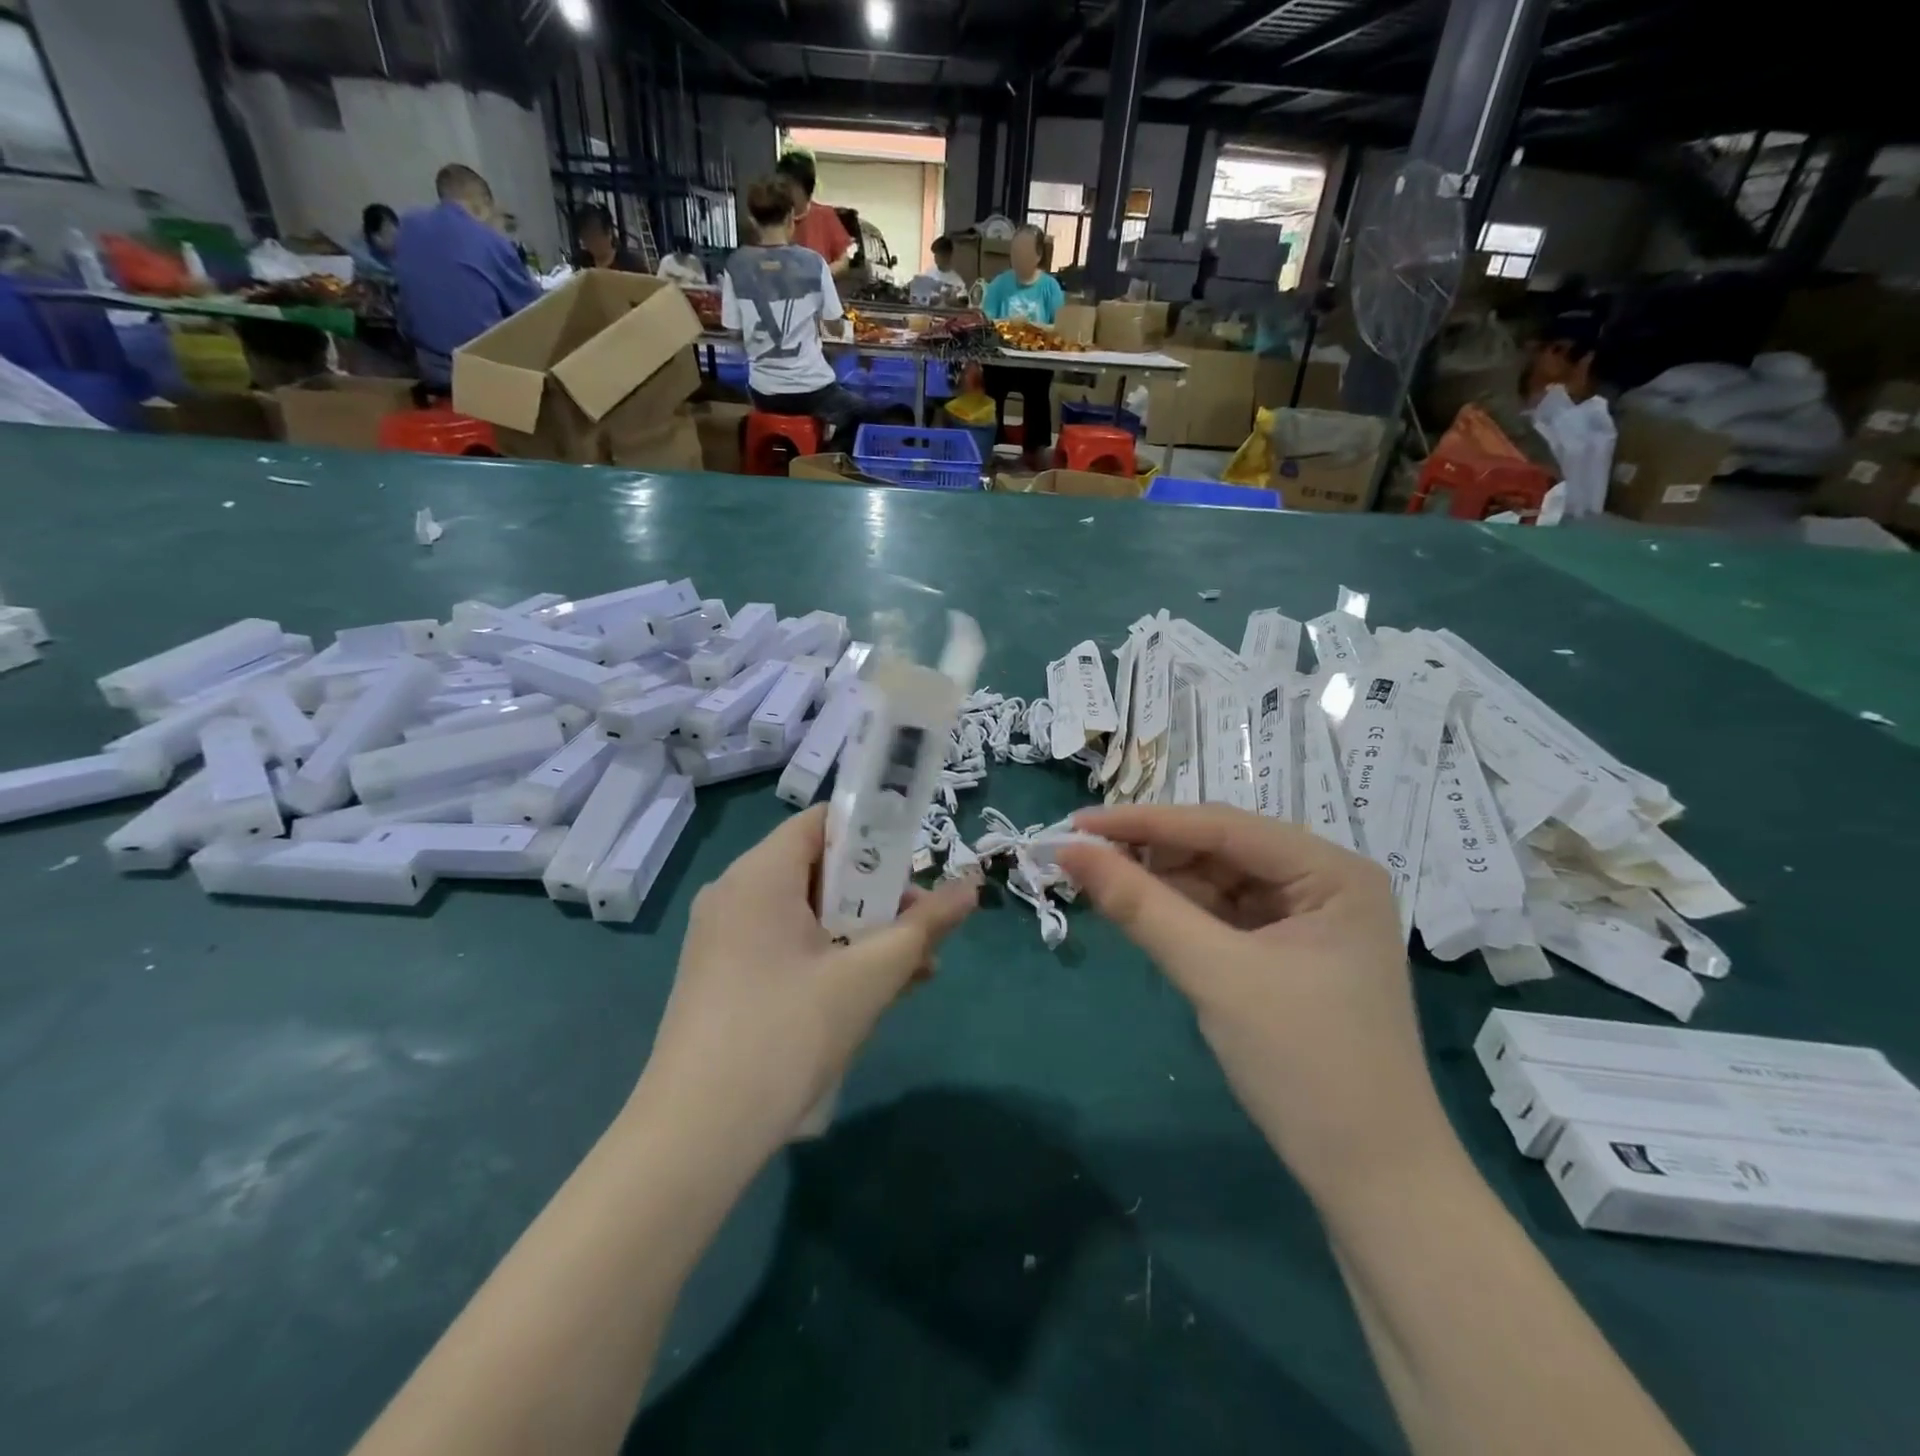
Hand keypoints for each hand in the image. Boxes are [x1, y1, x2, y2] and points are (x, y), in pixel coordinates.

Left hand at [637, 806, 977, 1158]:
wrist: (696, 1136)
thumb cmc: (788, 1034)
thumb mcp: (869, 976)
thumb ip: (924, 925)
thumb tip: (972, 886)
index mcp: (760, 874)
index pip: (824, 823)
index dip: (875, 833)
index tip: (916, 865)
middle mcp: (735, 893)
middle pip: (819, 869)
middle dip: (878, 895)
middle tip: (921, 927)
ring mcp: (723, 937)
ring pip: (807, 914)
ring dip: (861, 932)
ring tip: (915, 968)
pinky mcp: (722, 976)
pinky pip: (786, 946)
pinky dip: (828, 956)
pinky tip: (872, 993)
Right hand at [1054, 805, 1451, 1201]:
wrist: (1373, 1181)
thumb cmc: (1305, 1066)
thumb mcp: (1216, 975)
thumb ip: (1141, 906)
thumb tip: (1069, 851)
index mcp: (1332, 870)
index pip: (1222, 826)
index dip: (1144, 822)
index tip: (1076, 823)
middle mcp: (1324, 880)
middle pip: (1220, 848)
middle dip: (1152, 852)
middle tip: (1080, 857)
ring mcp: (1308, 917)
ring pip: (1217, 880)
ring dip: (1161, 883)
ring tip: (1099, 882)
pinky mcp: (1288, 951)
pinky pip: (1223, 915)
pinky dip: (1180, 913)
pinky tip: (1141, 912)